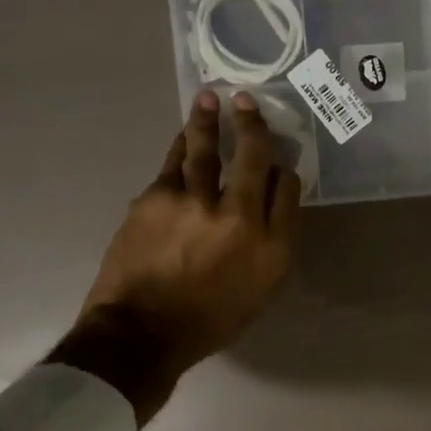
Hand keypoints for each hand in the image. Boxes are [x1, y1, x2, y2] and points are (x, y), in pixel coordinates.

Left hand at [78, 90, 301, 382]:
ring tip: (210, 98)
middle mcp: (241, 218)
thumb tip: (265, 208)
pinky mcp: (158, 197)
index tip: (276, 162)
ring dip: (211, 120)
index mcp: (272, 248)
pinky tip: (184, 136)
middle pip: (255, 159)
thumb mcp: (258, 294)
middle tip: (248, 102)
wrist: (143, 332)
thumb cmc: (207, 322)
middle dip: (253, 126)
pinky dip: (181, 146)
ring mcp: (197, 203)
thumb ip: (269, 248)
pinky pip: (174, 162)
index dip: (283, 170)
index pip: (287, 190)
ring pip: (209, 150)